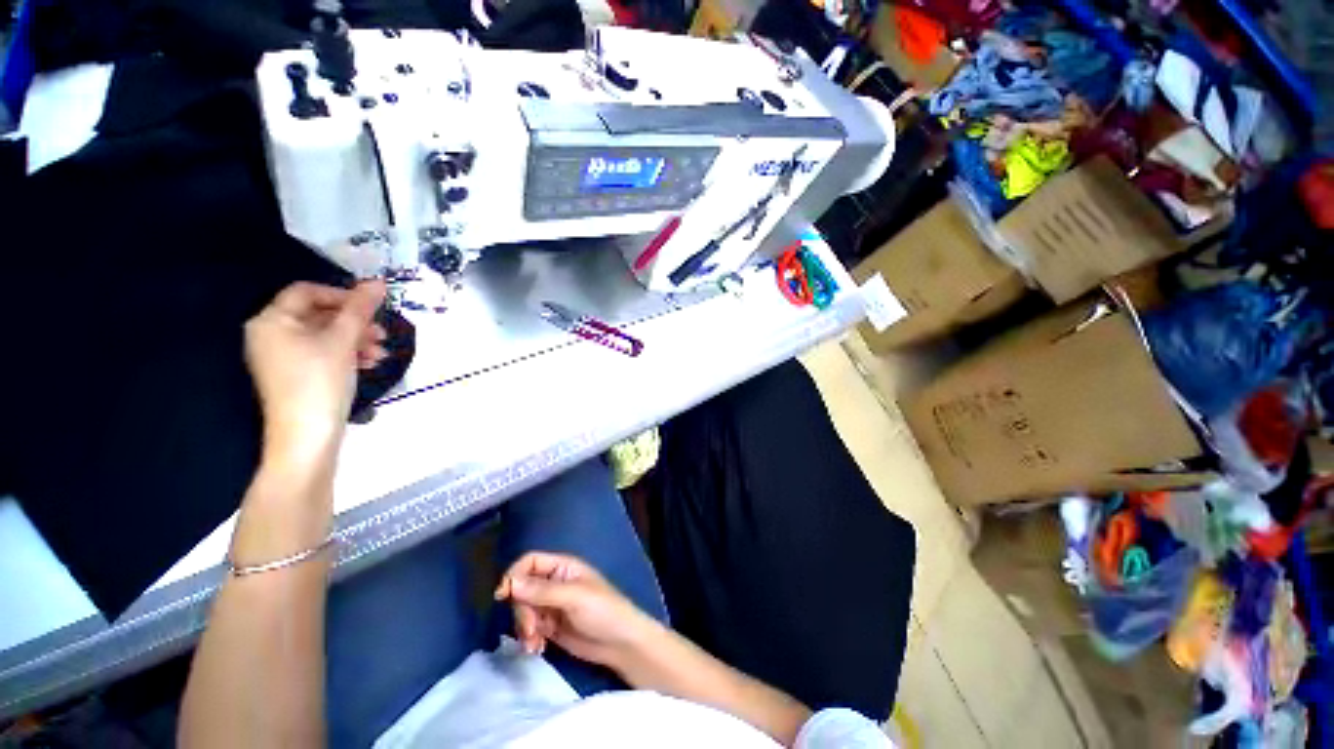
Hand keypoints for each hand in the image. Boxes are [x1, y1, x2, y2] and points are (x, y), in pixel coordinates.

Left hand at [244, 281, 386, 464]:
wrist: (307, 435)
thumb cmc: (319, 380)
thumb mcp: (343, 340)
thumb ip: (360, 309)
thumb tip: (378, 282)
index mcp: (272, 320)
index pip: (307, 292)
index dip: (342, 295)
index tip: (373, 307)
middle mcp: (271, 334)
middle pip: (318, 315)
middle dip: (355, 323)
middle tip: (383, 334)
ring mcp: (282, 357)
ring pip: (325, 336)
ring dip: (357, 341)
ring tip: (381, 354)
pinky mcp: (295, 374)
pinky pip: (322, 353)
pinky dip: (347, 355)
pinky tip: (369, 365)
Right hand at [495, 552, 662, 667]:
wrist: (620, 643)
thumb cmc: (603, 610)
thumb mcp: (574, 597)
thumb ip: (542, 591)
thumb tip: (509, 583)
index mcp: (563, 567)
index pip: (530, 562)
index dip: (514, 575)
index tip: (503, 595)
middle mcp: (554, 583)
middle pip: (522, 589)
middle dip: (521, 611)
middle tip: (530, 630)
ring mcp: (552, 606)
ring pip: (523, 611)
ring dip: (524, 628)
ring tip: (535, 644)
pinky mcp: (551, 627)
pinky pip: (529, 628)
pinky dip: (529, 638)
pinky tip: (538, 649)